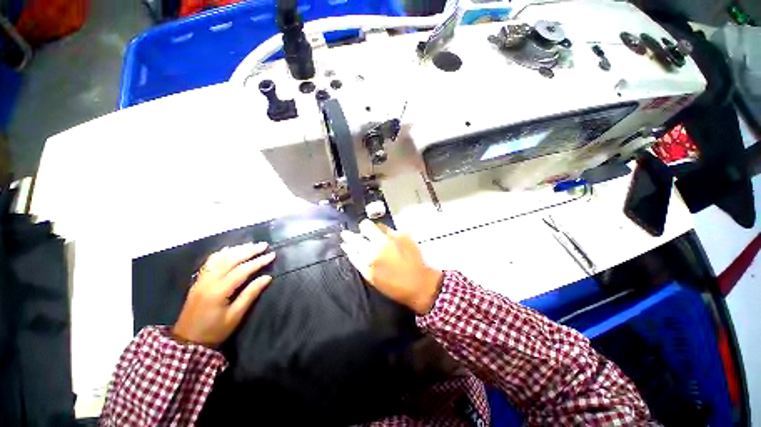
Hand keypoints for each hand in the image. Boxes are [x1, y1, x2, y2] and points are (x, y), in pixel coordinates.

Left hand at [172, 242, 275, 347]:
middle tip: (264, 245)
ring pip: (219, 258)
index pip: (241, 270)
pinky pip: (210, 262)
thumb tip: (267, 278)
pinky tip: (230, 250)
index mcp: (218, 291)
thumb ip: (250, 294)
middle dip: (249, 251)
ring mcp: (201, 280)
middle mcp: (208, 282)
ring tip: (251, 245)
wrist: (187, 341)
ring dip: (236, 249)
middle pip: (230, 260)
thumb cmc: (214, 331)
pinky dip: (222, 253)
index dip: (258, 262)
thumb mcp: (236, 316)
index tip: (272, 255)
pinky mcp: (198, 281)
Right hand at [340, 220, 442, 314]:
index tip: (345, 234)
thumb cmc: (392, 285)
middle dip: (363, 229)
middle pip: (366, 225)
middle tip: (365, 235)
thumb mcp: (370, 276)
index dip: (348, 236)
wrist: (419, 283)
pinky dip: (389, 235)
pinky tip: (393, 244)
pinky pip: (391, 230)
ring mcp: (393, 236)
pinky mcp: (404, 234)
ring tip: (379, 239)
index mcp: (370, 254)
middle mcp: (381, 242)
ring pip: (378, 225)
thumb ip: (357, 259)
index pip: (354, 240)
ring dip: (376, 230)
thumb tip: (347, 246)